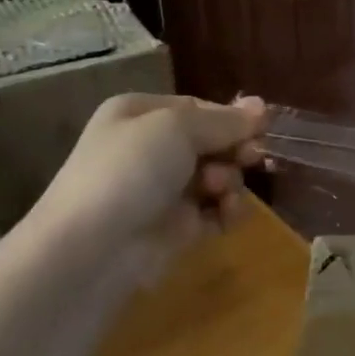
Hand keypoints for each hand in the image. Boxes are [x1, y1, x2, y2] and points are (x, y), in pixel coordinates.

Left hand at [30, 93, 268, 278]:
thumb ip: (224, 120)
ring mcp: (164, 190)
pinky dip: (227, 211)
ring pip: (218, 176)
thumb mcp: (177, 128)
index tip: (261, 128)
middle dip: (234, 150)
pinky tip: (226, 214)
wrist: (92, 249)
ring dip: (229, 181)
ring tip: (220, 192)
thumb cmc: (130, 171)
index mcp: (141, 115)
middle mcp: (151, 149)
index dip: (231, 118)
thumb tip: (262, 106)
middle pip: (213, 142)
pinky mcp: (177, 227)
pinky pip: (216, 211)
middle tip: (251, 158)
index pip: (199, 108)